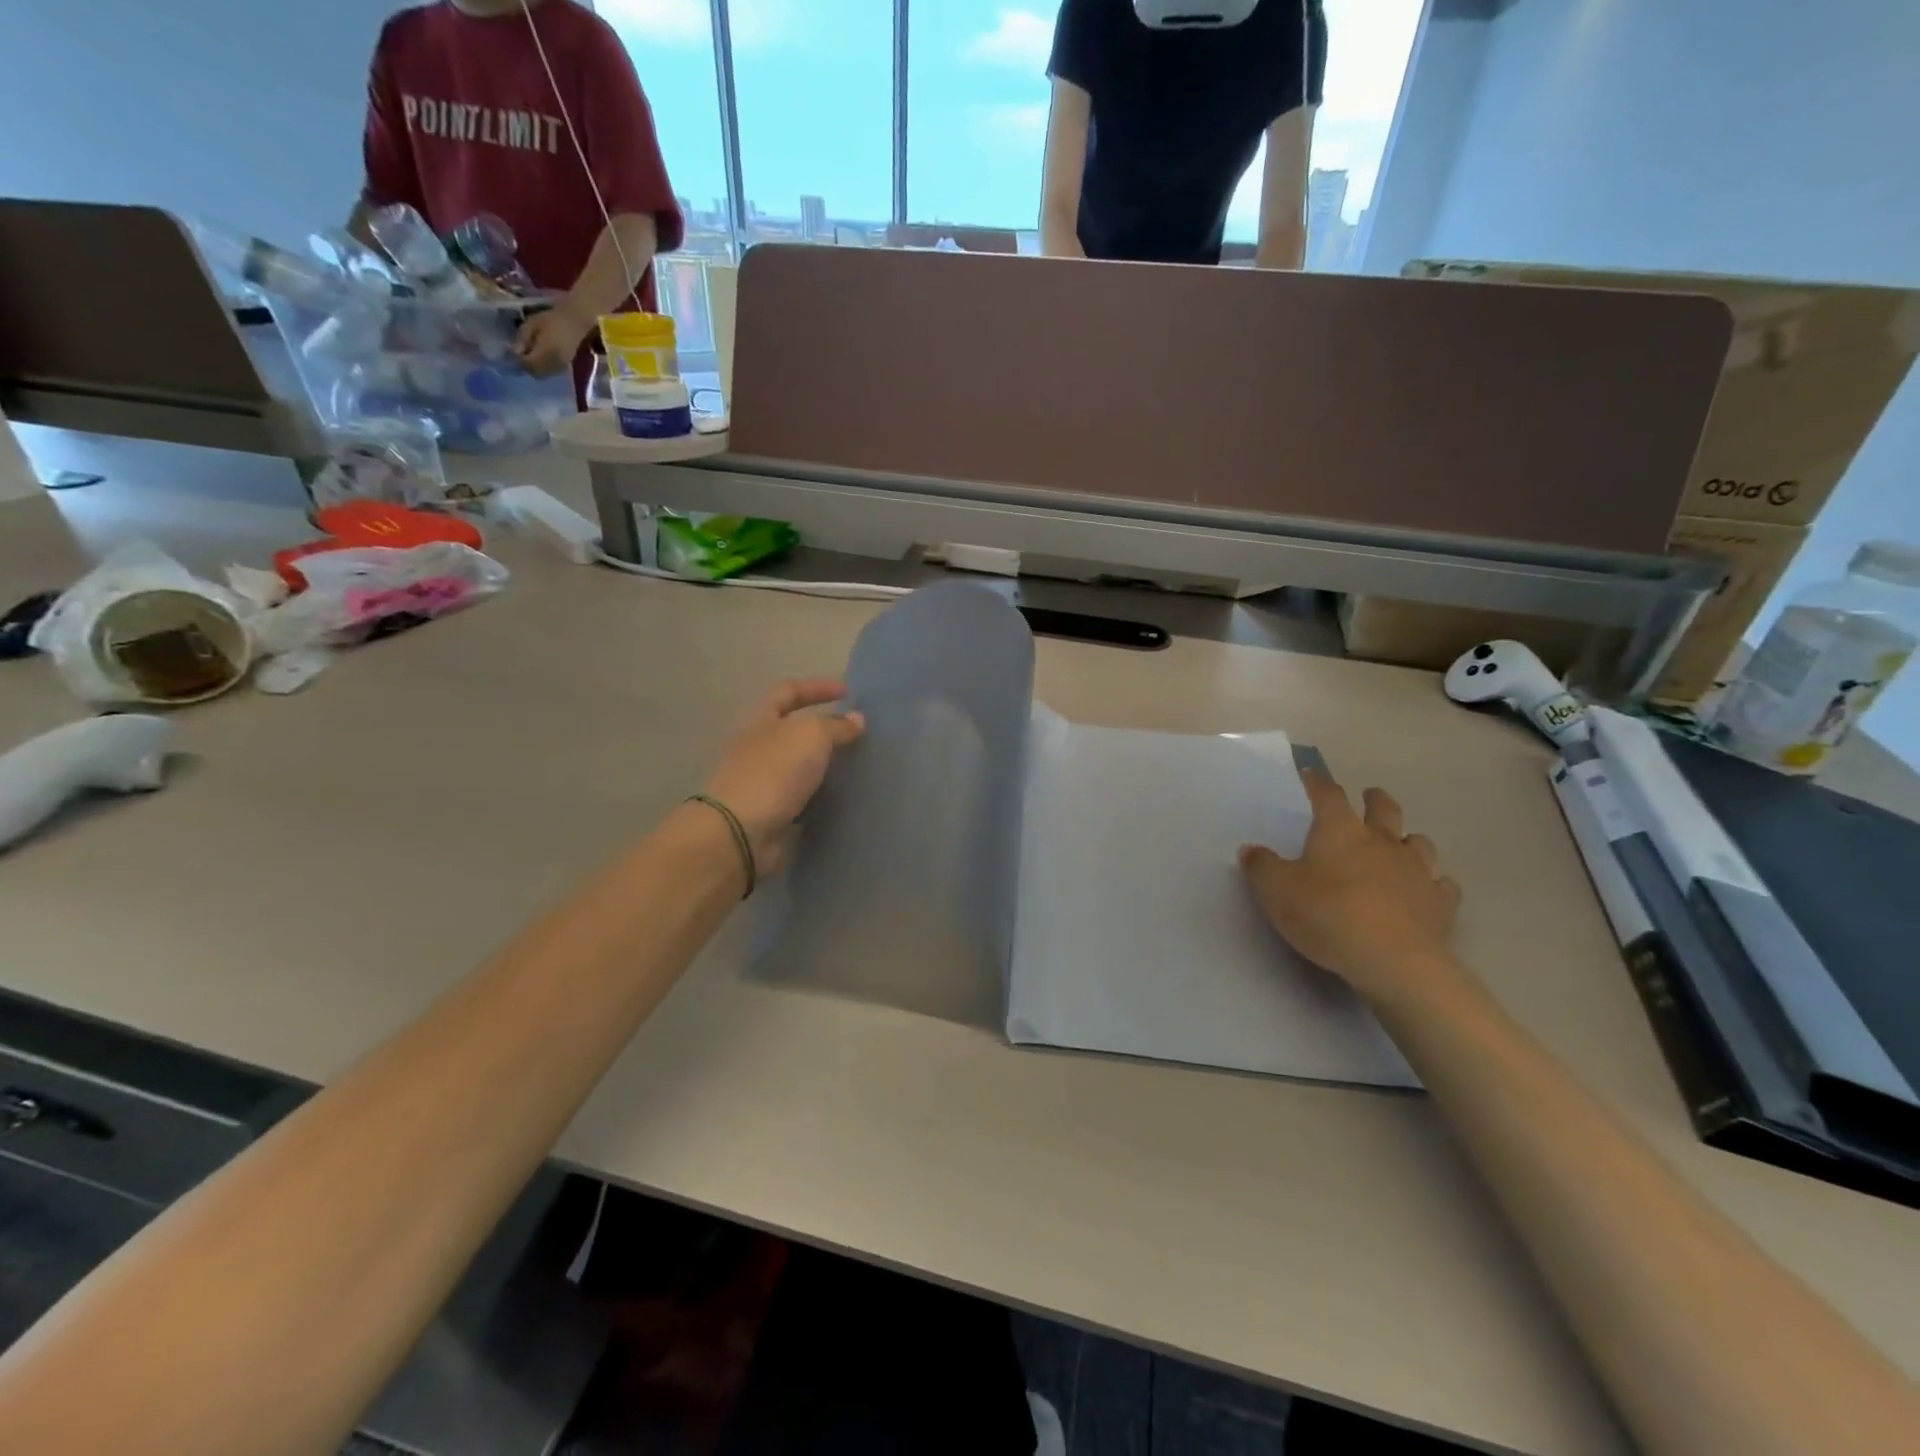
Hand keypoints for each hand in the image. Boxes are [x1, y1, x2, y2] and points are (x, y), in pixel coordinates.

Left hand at [513, 302, 593, 377]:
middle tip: (520, 356)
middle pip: (535, 373)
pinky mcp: (565, 366)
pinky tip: (540, 358)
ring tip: (529, 357)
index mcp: (545, 352)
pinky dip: (542, 368)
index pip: (528, 364)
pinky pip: (550, 372)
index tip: (512, 353)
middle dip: (526, 367)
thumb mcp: (532, 323)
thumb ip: (522, 338)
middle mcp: (554, 363)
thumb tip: (515, 352)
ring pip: (543, 375)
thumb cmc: (552, 319)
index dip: (518, 361)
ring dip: (534, 369)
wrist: (575, 323)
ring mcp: (561, 366)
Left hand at [699, 679, 864, 875]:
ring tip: (858, 764)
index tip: (848, 691)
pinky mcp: (771, 812)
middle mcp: (758, 747)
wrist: (740, 834)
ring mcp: (763, 781)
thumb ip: (836, 726)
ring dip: (825, 763)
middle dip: (825, 728)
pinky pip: (802, 796)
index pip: (789, 691)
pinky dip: (821, 794)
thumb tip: (856, 719)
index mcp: (761, 720)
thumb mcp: (810, 737)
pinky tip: (843, 796)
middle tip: (859, 733)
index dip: (817, 687)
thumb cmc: (773, 773)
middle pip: (793, 729)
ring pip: (800, 764)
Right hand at [1239, 772, 1462, 1005]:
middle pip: (1384, 808)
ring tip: (1399, 846)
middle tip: (1369, 798)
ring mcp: (1417, 870)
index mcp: (1340, 831)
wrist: (1392, 961)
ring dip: (1408, 840)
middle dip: (1375, 800)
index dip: (1318, 783)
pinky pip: (1442, 885)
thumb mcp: (1276, 891)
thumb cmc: (1327, 915)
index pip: (1328, 795)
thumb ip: (1261, 867)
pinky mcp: (1440, 903)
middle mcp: (1382, 841)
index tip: (1311, 776)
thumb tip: (1251, 850)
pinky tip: (1427, 890)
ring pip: (1419, 842)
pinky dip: (1433, 883)